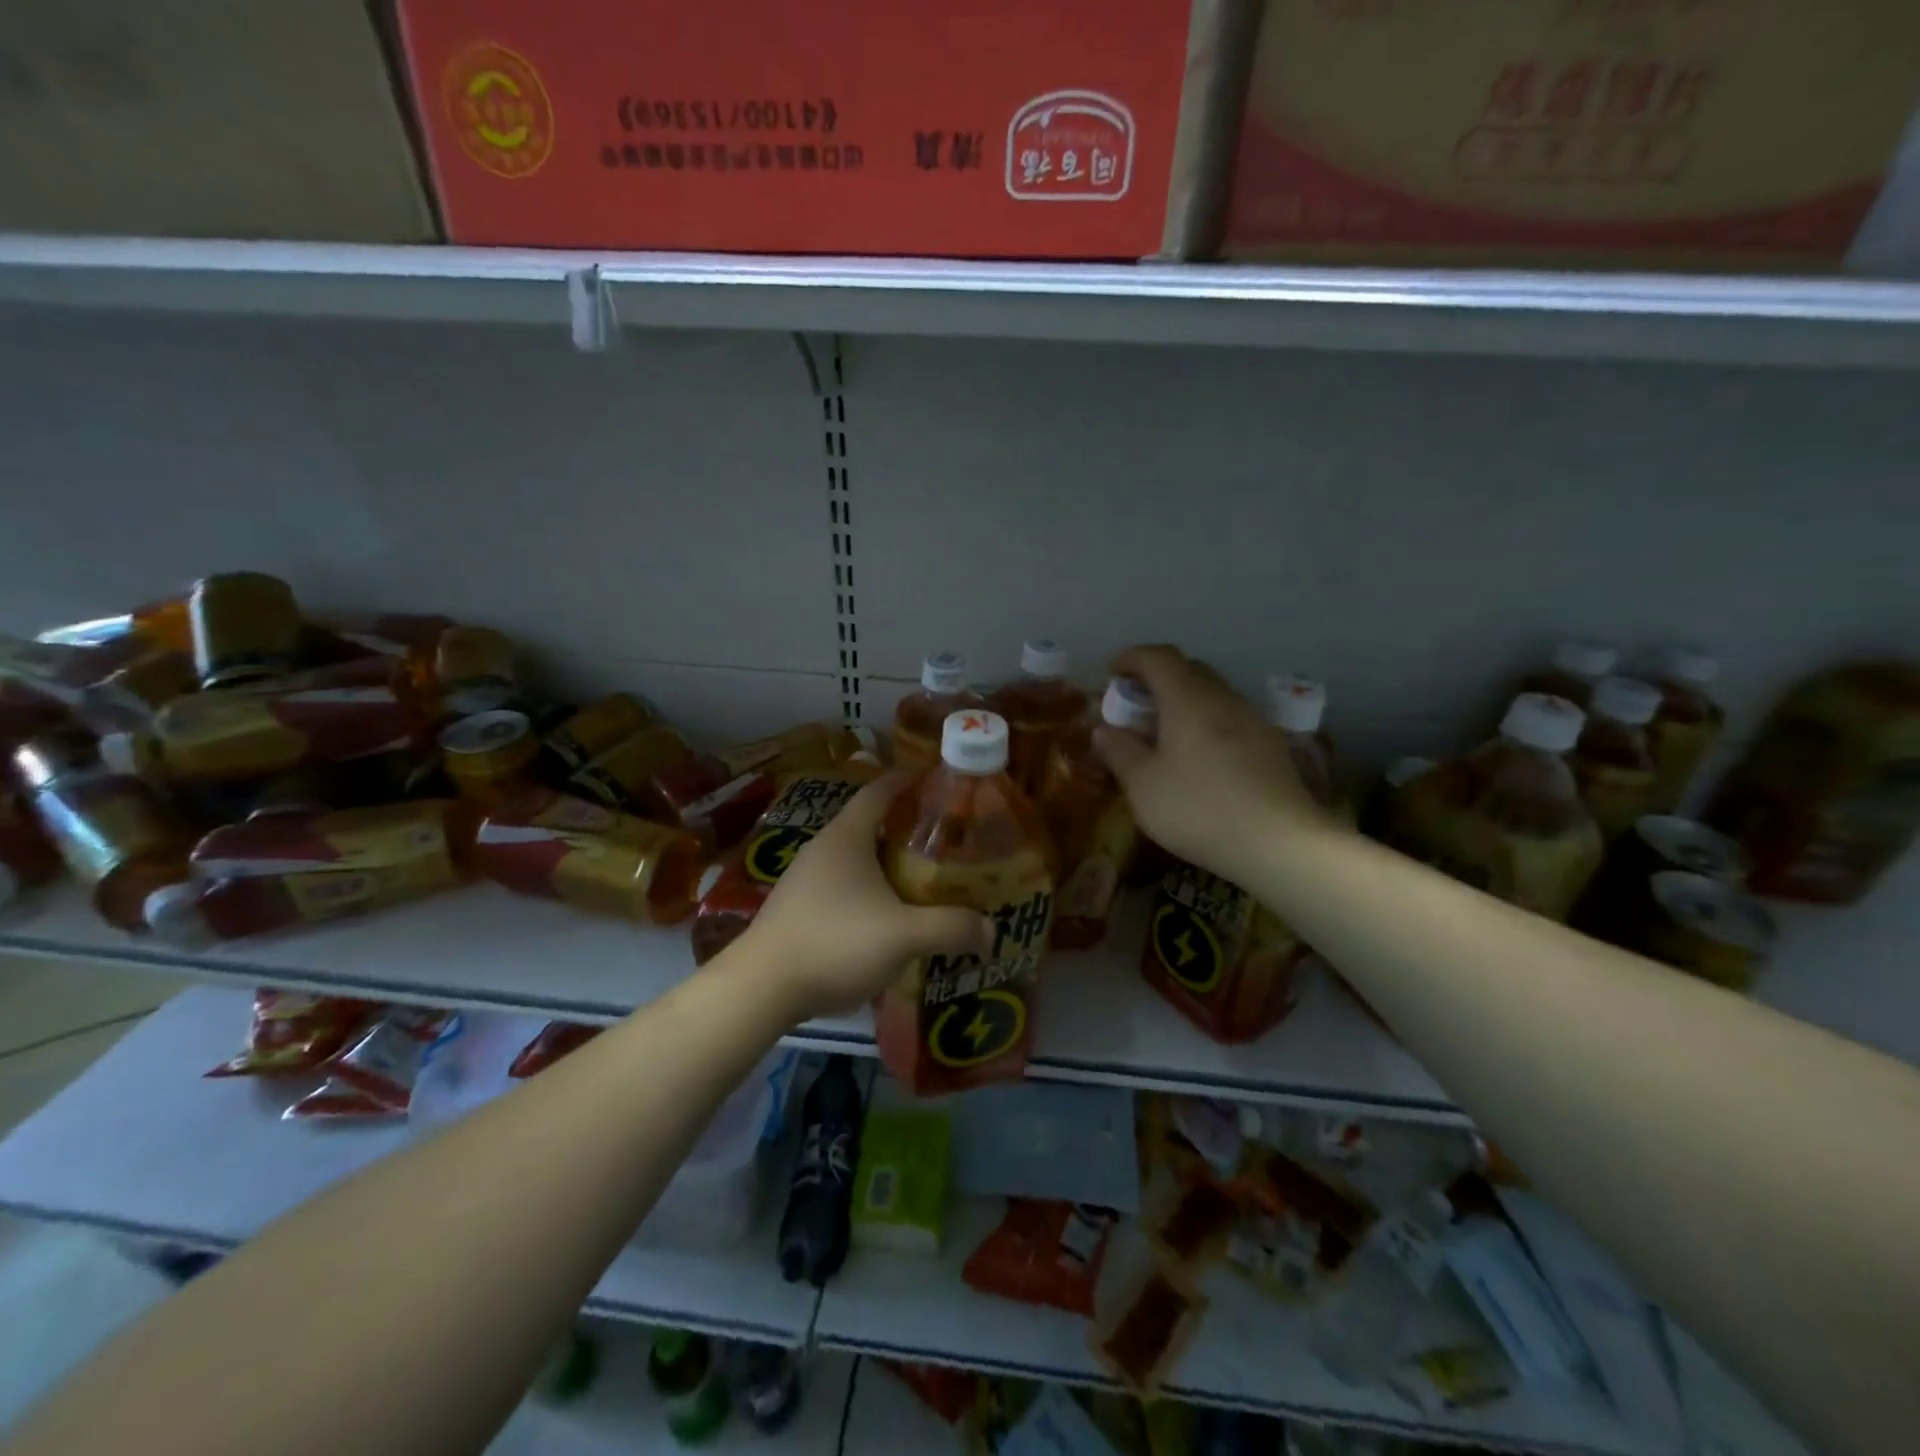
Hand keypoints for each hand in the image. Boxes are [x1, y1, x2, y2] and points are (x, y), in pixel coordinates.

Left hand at [736, 772, 993, 1021]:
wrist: (760, 988)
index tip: (937, 779)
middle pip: (870, 824)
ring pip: (856, 858)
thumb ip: (950, 928)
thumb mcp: (902, 935)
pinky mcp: (797, 908)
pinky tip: (885, 918)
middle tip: (944, 840)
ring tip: (921, 880)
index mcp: (847, 837)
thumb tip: (991, 930)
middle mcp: (823, 848)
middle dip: (906, 827)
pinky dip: (868, 890)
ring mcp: (805, 879)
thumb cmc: (834, 942)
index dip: (908, 780)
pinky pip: (842, 886)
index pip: (880, 790)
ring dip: (886, 863)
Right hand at [1095, 644, 1337, 884]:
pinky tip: (1200, 759)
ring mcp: (1253, 720)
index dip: (1131, 658)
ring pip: (1213, 695)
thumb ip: (1119, 751)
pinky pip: (1231, 719)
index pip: (1157, 657)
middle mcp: (1223, 698)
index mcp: (1187, 698)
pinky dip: (1207, 724)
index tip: (1111, 673)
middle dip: (1157, 680)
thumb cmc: (1198, 808)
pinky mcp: (1271, 746)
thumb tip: (1104, 729)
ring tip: (1166, 735)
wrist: (1279, 842)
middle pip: (1188, 670)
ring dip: (1184, 703)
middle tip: (1136, 707)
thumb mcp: (1142, 785)